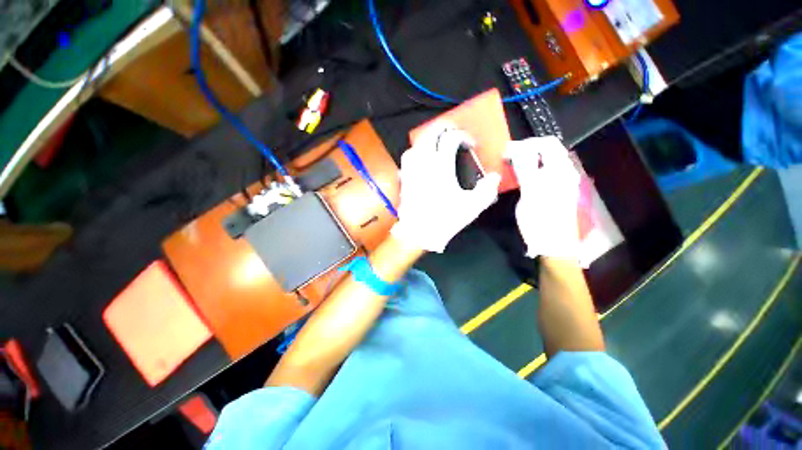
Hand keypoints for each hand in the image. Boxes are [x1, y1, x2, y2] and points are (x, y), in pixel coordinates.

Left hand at [391, 122, 501, 252]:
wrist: (417, 233)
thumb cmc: (444, 219)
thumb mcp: (471, 206)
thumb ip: (486, 190)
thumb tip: (494, 177)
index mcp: (441, 166)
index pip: (451, 138)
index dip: (463, 136)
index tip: (471, 145)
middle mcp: (424, 163)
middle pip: (430, 133)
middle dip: (444, 129)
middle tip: (454, 135)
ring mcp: (411, 169)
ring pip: (416, 144)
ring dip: (429, 140)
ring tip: (438, 147)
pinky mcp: (404, 178)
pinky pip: (408, 157)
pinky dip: (417, 153)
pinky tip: (423, 162)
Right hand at [505, 136, 580, 258]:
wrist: (554, 245)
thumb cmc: (540, 219)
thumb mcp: (530, 192)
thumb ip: (526, 168)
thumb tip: (517, 149)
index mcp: (561, 170)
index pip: (547, 143)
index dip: (526, 143)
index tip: (507, 151)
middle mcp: (565, 172)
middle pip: (548, 150)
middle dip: (526, 149)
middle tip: (507, 157)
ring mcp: (562, 182)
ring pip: (545, 161)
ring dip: (528, 159)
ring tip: (511, 164)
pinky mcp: (557, 191)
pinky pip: (544, 172)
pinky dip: (531, 169)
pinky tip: (521, 176)